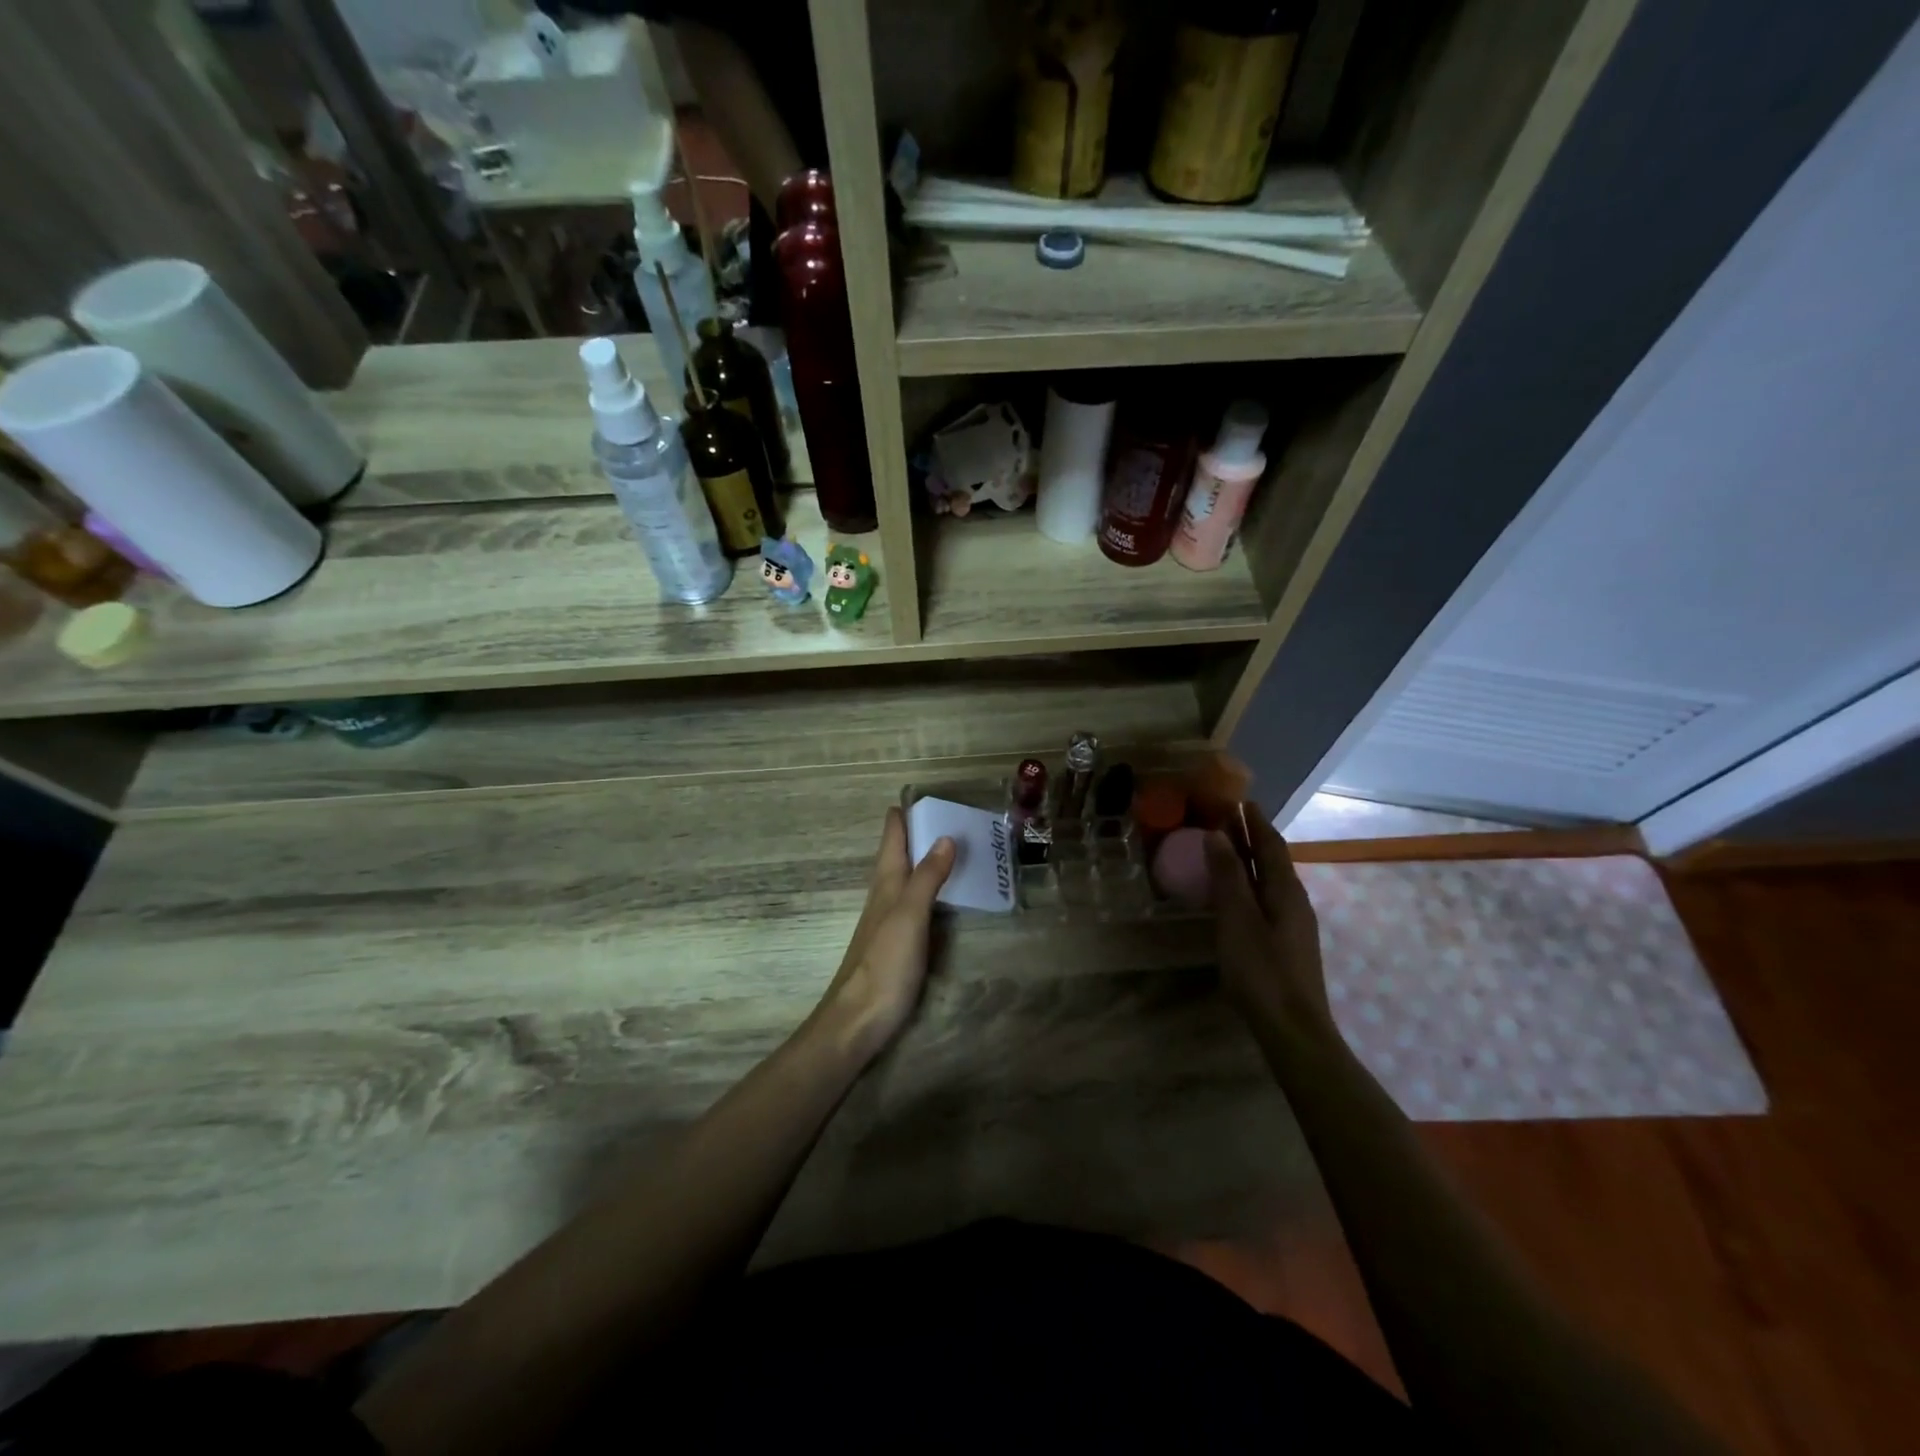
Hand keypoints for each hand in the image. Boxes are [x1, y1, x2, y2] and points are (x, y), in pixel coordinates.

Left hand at [815, 807, 955, 1062]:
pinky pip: (914, 902)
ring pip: (905, 878)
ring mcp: (888, 920)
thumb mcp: (909, 915)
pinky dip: (929, 888)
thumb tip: (945, 836)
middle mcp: (884, 896)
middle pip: (897, 855)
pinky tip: (942, 896)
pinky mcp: (896, 943)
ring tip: (951, 846)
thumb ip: (927, 877)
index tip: (921, 793)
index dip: (902, 815)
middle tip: (948, 815)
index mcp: (886, 884)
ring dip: (923, 859)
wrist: (857, 1020)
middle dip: (917, 833)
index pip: (892, 838)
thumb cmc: (884, 964)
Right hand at [1204, 807, 1333, 1040]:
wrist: (1293, 1030)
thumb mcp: (1237, 920)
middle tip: (1225, 818)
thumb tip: (1217, 835)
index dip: (1254, 821)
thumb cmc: (1261, 971)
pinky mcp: (1286, 943)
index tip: (1238, 800)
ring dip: (1249, 860)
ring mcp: (1293, 924)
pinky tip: (1234, 894)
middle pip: (1273, 859)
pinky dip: (1249, 883)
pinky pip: (1266, 898)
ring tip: (1225, 849)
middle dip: (1251, 836)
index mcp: (1285, 890)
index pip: (1270, 844)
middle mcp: (1294, 901)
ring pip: (1270, 880)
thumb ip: (1227, 877)